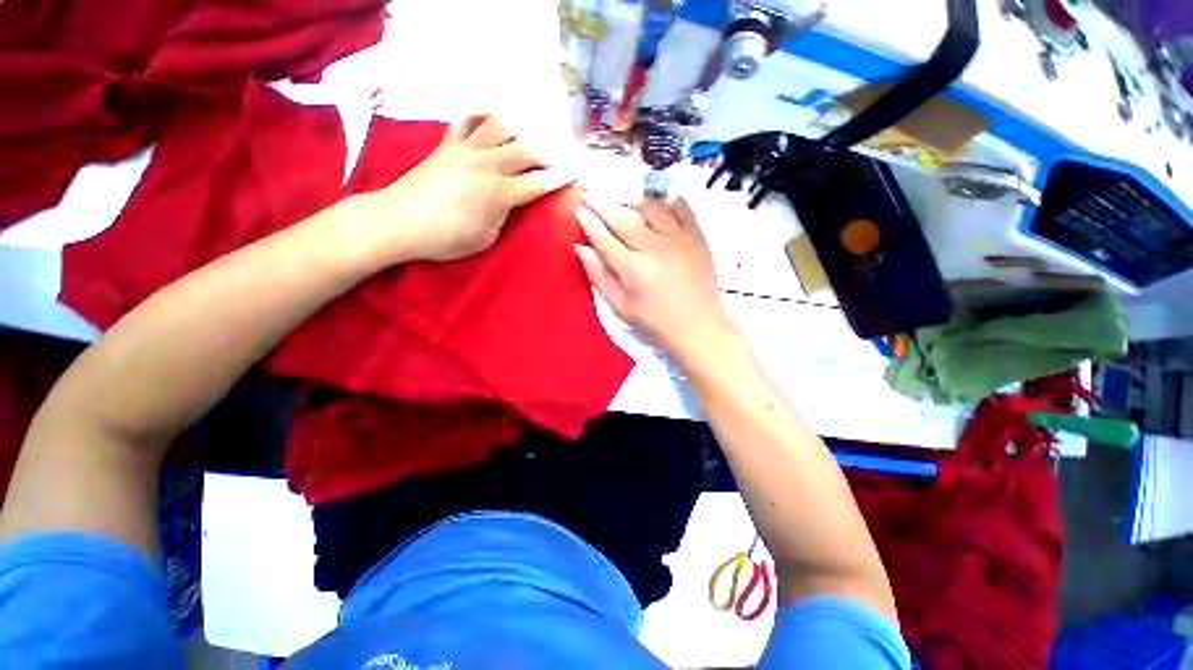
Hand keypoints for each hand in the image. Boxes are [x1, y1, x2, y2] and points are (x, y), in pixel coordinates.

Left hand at [358, 114, 567, 263]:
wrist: (400, 222)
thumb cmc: (446, 239)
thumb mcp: (487, 238)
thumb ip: (505, 216)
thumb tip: (512, 201)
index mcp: (500, 194)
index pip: (538, 183)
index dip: (560, 178)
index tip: (575, 173)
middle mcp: (488, 165)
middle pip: (526, 149)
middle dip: (548, 152)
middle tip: (559, 156)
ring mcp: (466, 150)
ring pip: (500, 125)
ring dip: (520, 128)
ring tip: (528, 134)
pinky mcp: (447, 144)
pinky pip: (466, 119)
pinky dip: (481, 114)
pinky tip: (491, 118)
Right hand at [574, 195, 736, 362]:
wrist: (698, 327)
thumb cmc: (654, 322)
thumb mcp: (620, 307)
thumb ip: (599, 277)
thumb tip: (581, 249)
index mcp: (632, 269)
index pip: (603, 238)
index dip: (588, 222)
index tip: (579, 210)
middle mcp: (653, 248)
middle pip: (622, 218)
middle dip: (602, 204)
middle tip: (590, 196)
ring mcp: (677, 239)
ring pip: (650, 206)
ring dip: (631, 199)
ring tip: (621, 200)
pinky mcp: (696, 237)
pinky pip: (680, 207)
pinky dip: (665, 200)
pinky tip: (656, 204)